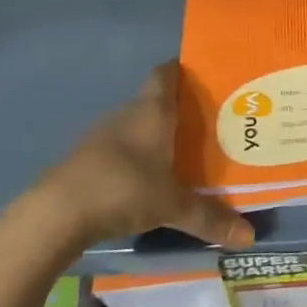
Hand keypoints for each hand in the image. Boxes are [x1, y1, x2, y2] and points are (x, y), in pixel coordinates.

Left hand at [16, 61, 254, 257]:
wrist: (56, 214)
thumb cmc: (124, 189)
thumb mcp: (173, 206)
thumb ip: (210, 218)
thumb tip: (250, 237)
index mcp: (153, 111)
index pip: (167, 73)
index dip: (183, 70)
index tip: (205, 75)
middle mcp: (128, 114)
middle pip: (154, 100)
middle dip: (177, 109)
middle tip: (206, 123)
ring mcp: (101, 136)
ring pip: (135, 126)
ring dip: (153, 135)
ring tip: (181, 152)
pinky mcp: (84, 159)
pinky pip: (117, 149)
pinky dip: (133, 158)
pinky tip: (145, 178)